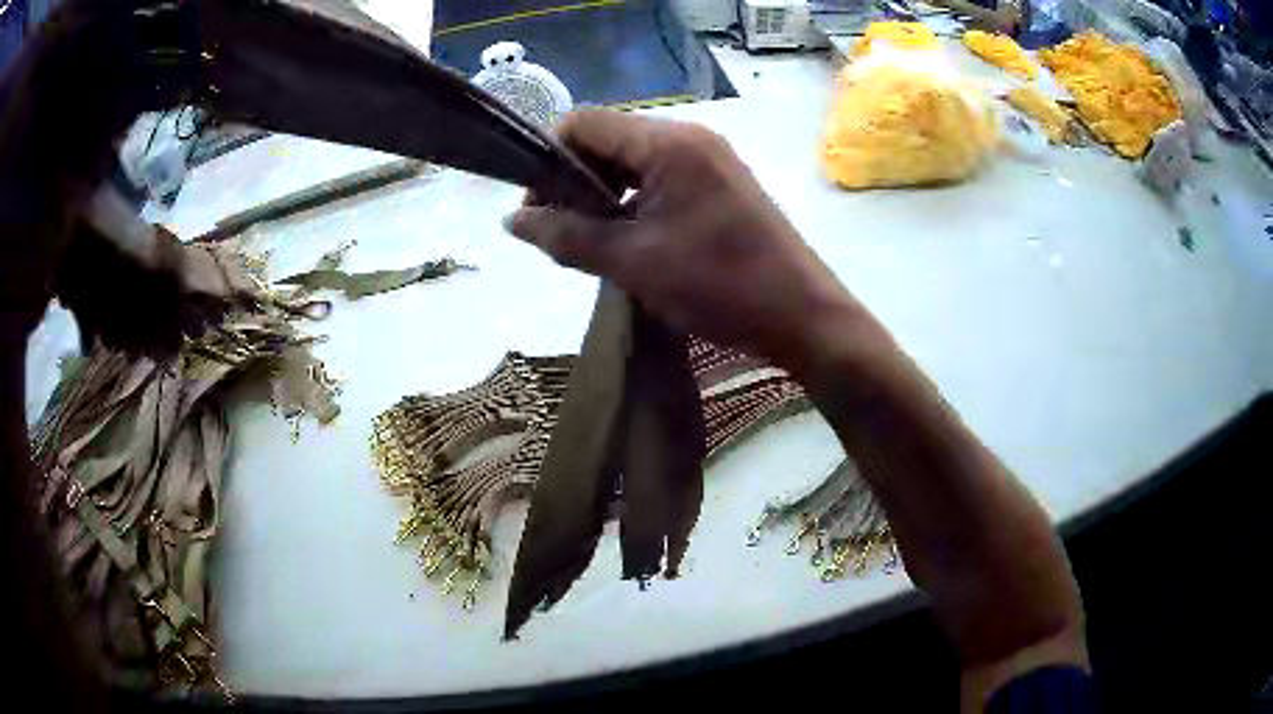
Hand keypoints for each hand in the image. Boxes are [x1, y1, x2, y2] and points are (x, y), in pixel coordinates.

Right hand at [506, 110, 887, 375]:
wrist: (803, 316)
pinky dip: (633, 200)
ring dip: (602, 192)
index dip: (548, 156)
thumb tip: (511, 222)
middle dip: (573, 178)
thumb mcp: (633, 263)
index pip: (584, 122)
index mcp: (668, 142)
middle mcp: (690, 136)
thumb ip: (566, 236)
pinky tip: (624, 238)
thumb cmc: (720, 286)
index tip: (533, 205)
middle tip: (556, 229)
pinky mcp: (720, 182)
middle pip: (608, 139)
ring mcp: (709, 158)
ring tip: (587, 238)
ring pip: (633, 160)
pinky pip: (660, 177)